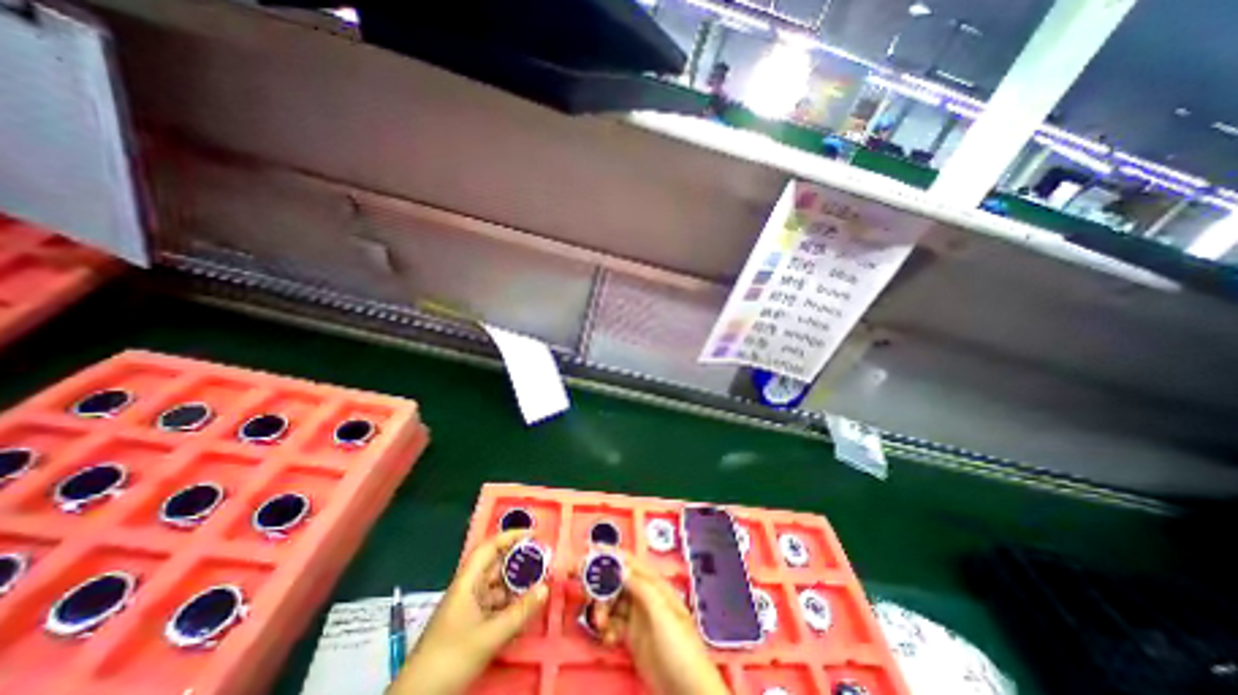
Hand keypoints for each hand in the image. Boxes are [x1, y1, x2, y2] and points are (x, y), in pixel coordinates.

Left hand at [390, 533, 551, 693]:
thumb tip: (545, 588)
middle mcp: (467, 588)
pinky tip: (524, 607)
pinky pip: (494, 603)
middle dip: (518, 559)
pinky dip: (510, 601)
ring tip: (539, 581)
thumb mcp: (489, 636)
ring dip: (516, 582)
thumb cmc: (450, 658)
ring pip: (496, 585)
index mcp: (467, 582)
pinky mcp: (469, 623)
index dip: (511, 536)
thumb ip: (519, 612)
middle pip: (495, 564)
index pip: (489, 547)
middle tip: (543, 559)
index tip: (534, 534)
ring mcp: (468, 606)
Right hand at [591, 554, 727, 694]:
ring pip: (612, 602)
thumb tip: (619, 567)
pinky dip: (606, 628)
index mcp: (654, 584)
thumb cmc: (679, 646)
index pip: (629, 562)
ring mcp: (638, 616)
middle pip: (617, 581)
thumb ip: (641, 588)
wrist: (688, 691)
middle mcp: (644, 595)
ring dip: (602, 609)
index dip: (610, 554)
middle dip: (600, 584)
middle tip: (586, 594)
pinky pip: (613, 623)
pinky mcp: (632, 637)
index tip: (588, 551)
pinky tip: (608, 639)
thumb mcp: (662, 613)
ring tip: (600, 624)